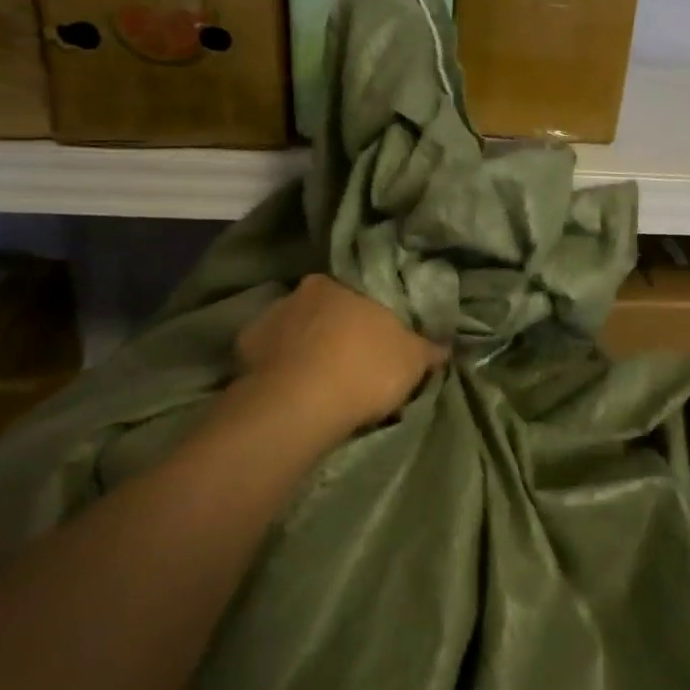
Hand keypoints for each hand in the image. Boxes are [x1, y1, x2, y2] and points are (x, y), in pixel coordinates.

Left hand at [236, 275, 446, 440]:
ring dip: (306, 347)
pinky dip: (280, 368)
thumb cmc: (364, 369)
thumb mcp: (413, 360)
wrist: (299, 406)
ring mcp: (269, 318)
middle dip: (337, 329)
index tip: (378, 340)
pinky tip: (292, 389)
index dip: (371, 317)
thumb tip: (445, 345)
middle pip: (326, 309)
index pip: (362, 293)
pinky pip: (269, 356)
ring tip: (320, 380)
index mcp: (343, 284)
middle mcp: (303, 291)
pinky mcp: (243, 350)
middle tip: (352, 360)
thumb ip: (429, 348)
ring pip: (295, 330)